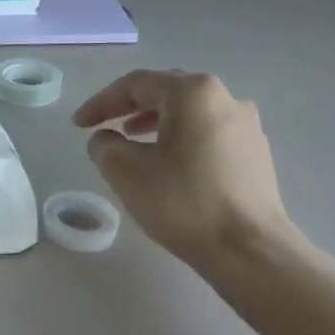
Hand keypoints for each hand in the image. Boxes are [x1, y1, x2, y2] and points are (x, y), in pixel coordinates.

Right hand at [74, 71, 296, 275]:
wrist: (249, 250)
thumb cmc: (183, 202)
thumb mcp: (125, 172)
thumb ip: (104, 145)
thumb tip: (107, 139)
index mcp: (193, 93)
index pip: (136, 84)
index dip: (101, 102)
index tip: (78, 125)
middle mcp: (225, 99)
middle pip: (167, 91)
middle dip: (130, 107)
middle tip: (105, 125)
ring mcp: (246, 126)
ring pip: (190, 113)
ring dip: (156, 122)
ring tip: (133, 142)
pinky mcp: (256, 154)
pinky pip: (209, 133)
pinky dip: (181, 139)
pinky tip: (169, 164)